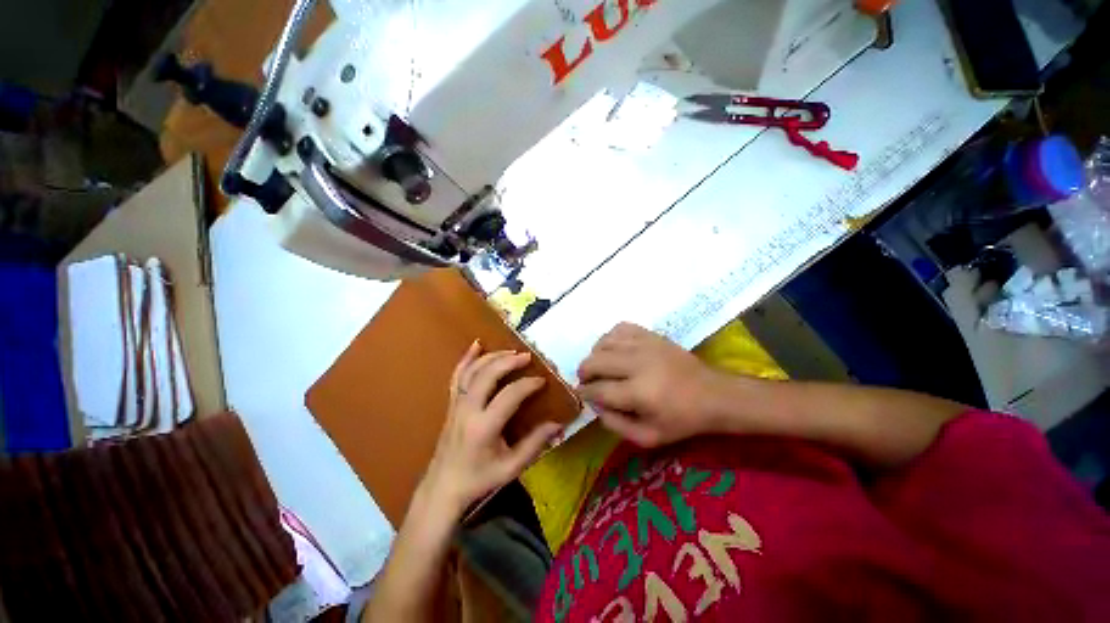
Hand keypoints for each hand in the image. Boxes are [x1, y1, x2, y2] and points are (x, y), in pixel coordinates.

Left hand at [418, 341, 563, 517]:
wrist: (443, 488)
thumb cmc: (479, 479)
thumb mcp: (511, 467)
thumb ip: (535, 444)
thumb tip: (558, 425)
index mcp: (484, 427)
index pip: (509, 395)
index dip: (528, 384)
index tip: (542, 381)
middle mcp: (468, 410)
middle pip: (488, 375)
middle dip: (509, 361)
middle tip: (527, 356)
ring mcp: (457, 404)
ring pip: (473, 371)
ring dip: (492, 357)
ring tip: (510, 351)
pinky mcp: (451, 403)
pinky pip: (457, 375)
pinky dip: (467, 358)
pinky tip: (477, 345)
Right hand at [577, 323, 730, 447]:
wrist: (714, 394)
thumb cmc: (682, 420)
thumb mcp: (648, 437)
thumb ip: (615, 425)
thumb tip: (594, 405)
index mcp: (639, 393)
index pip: (598, 389)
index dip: (584, 393)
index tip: (580, 394)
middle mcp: (638, 364)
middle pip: (595, 361)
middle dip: (583, 372)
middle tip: (587, 381)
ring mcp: (645, 344)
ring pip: (603, 342)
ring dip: (595, 355)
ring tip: (599, 366)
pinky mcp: (651, 334)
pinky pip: (619, 328)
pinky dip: (610, 338)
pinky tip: (613, 350)